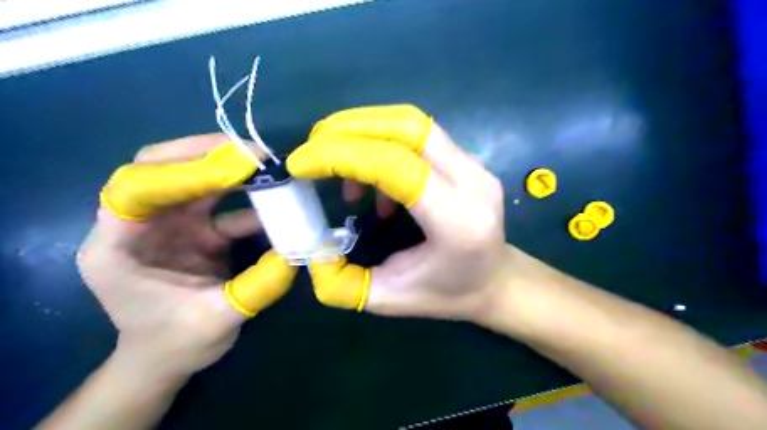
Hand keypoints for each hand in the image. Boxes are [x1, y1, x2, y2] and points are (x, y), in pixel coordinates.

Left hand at [77, 134, 295, 379]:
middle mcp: (139, 225)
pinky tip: (275, 201)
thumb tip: (295, 252)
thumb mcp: (215, 321)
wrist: (169, 358)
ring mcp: (169, 224)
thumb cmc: (176, 344)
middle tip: (252, 152)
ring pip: (191, 179)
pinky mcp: (195, 229)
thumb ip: (255, 287)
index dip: (184, 172)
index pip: (136, 188)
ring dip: (228, 169)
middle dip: (205, 155)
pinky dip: (247, 199)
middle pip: (160, 168)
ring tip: (267, 165)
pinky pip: (220, 203)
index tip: (235, 166)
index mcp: (118, 246)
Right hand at [285, 106, 510, 322]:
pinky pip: (418, 135)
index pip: (394, 165)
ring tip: (340, 168)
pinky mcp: (467, 159)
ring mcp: (474, 164)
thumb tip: (308, 250)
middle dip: (348, 128)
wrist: (495, 280)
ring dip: (364, 132)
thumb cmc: (447, 294)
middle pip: (406, 127)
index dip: (340, 156)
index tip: (299, 164)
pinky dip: (382, 144)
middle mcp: (471, 181)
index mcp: (456, 219)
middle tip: (312, 148)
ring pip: (412, 123)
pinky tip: (375, 183)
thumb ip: (341, 283)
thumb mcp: (389, 299)